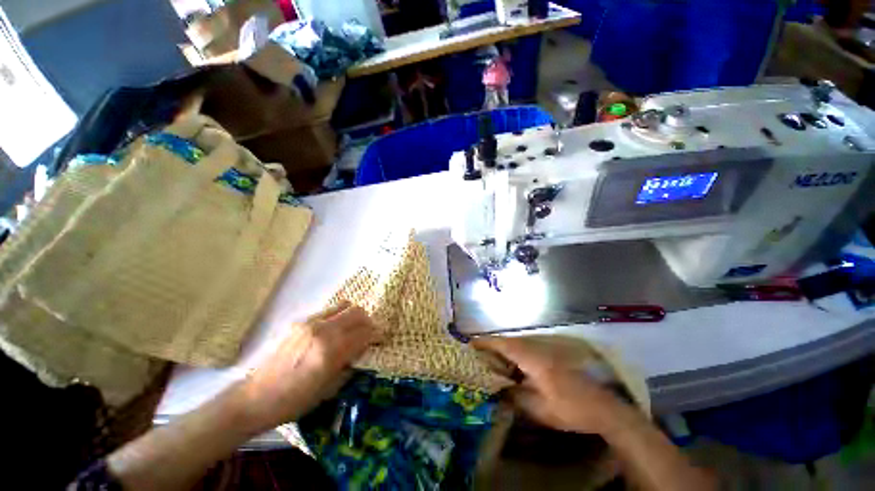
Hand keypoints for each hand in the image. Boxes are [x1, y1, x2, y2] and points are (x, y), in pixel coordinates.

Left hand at [238, 301, 380, 431]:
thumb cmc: (294, 401)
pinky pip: (329, 311)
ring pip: (345, 306)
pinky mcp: (301, 322)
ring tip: (353, 329)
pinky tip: (334, 331)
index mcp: (330, 351)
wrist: (254, 398)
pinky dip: (339, 316)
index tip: (380, 340)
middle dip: (368, 322)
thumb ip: (350, 365)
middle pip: (358, 313)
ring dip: (354, 316)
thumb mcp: (329, 389)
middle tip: (368, 334)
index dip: (377, 335)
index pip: (365, 333)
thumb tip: (363, 351)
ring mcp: (311, 323)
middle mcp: (323, 331)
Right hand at [473, 336, 636, 435]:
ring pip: (516, 345)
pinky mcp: (549, 357)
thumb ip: (515, 396)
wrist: (602, 407)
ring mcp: (544, 351)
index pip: (502, 344)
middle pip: (507, 342)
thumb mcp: (539, 408)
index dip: (485, 343)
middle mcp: (536, 349)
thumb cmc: (569, 408)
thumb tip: (497, 389)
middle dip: (490, 346)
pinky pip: (525, 351)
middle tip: (476, 356)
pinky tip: (510, 369)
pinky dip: (513, 356)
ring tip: (488, 362)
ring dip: (501, 351)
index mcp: (531, 358)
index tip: (469, 344)